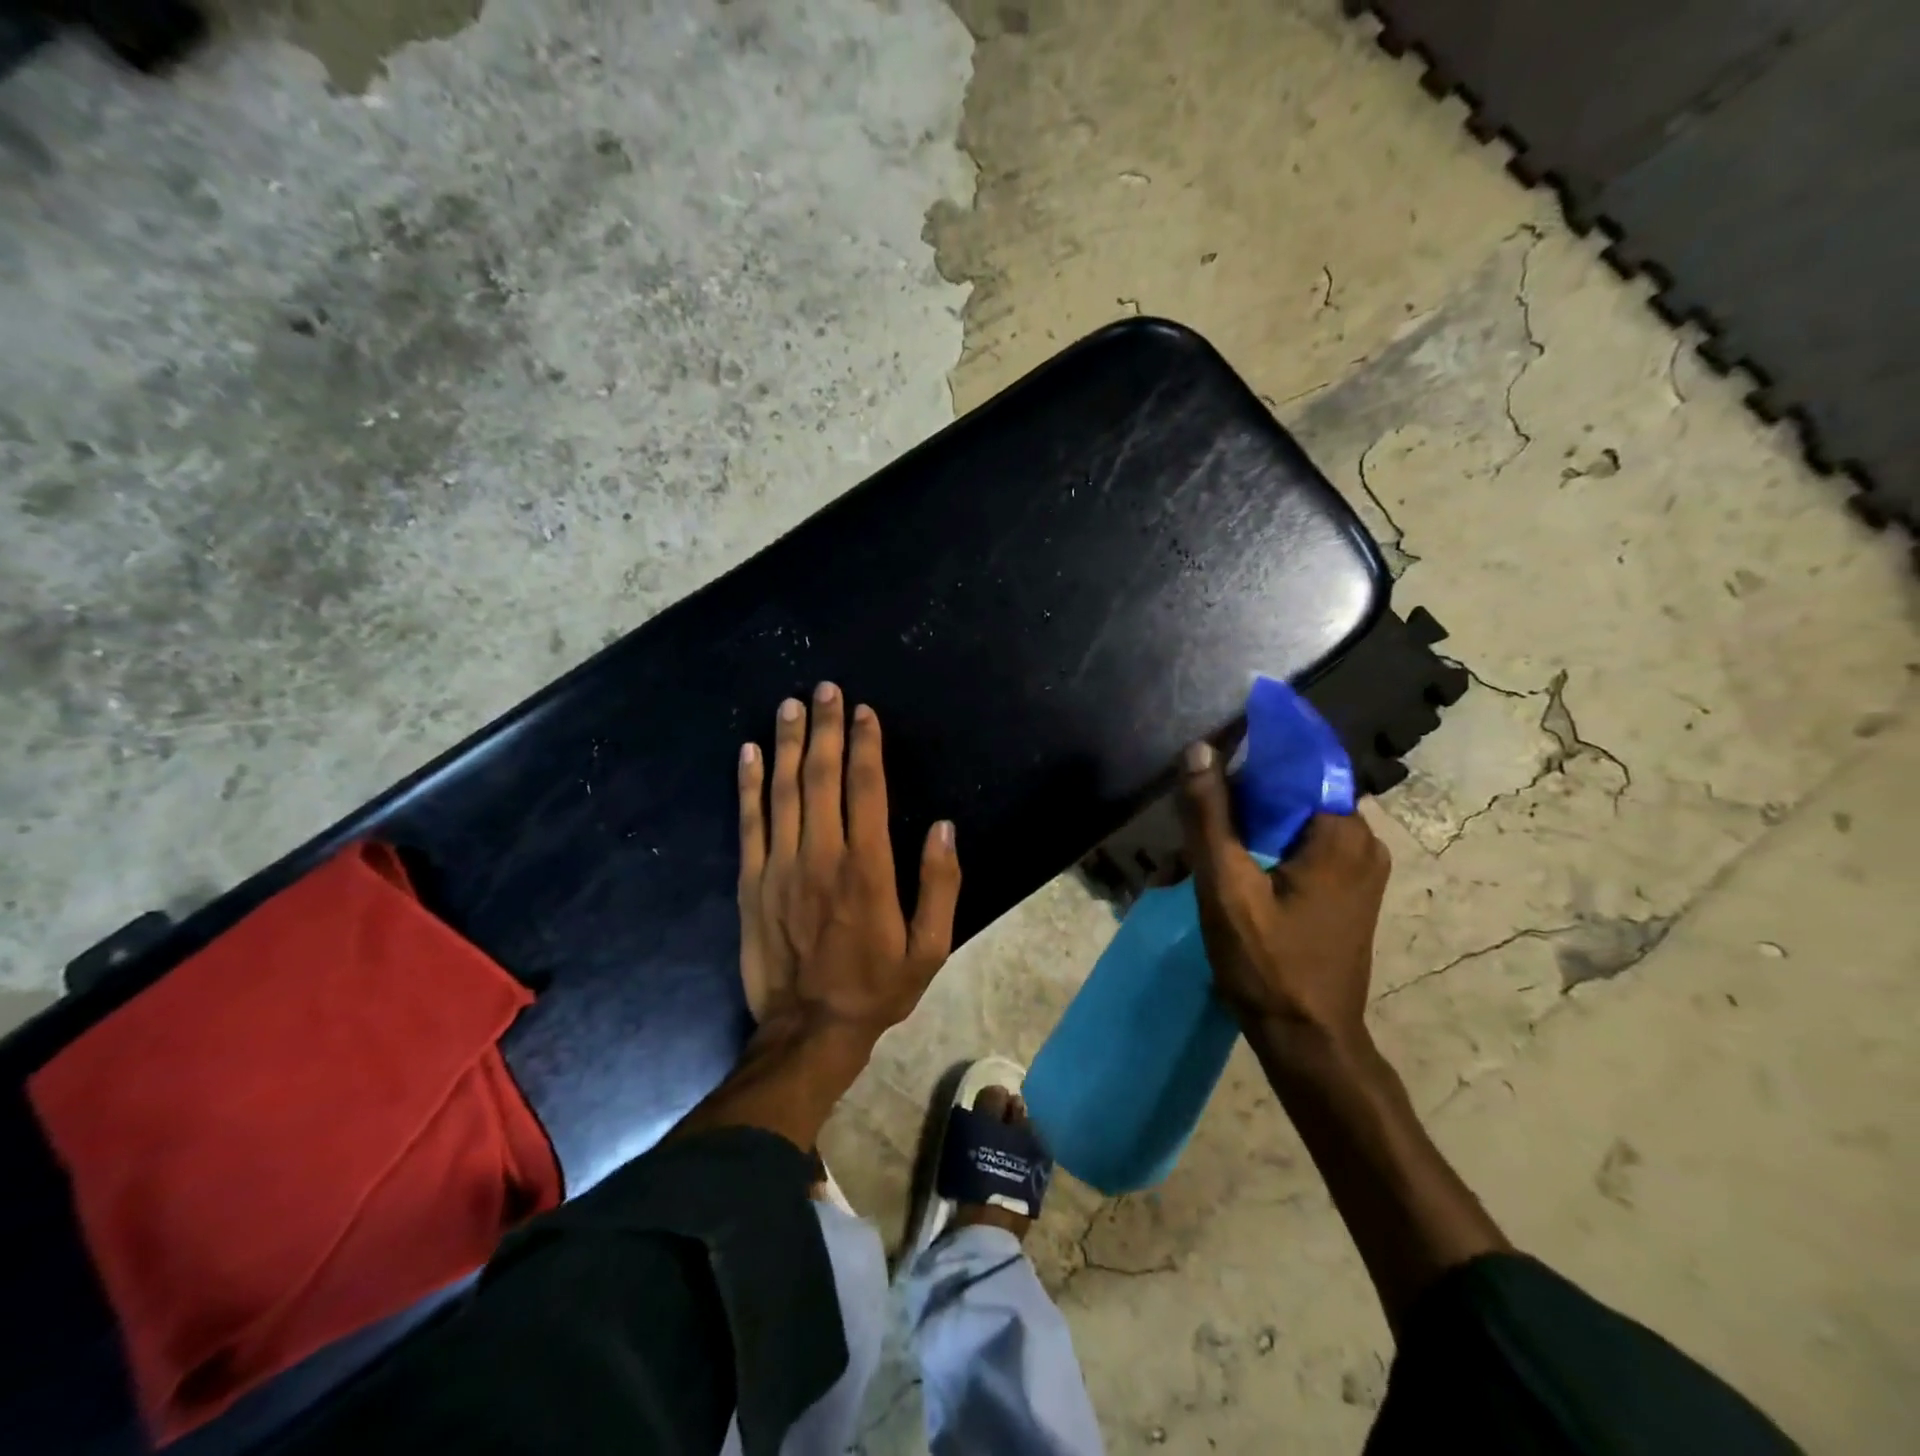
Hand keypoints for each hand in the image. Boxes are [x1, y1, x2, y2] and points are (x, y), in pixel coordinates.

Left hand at [737, 682, 961, 1041]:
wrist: (808, 1030)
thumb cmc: (876, 988)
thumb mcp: (930, 948)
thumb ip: (940, 884)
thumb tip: (943, 827)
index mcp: (867, 868)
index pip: (865, 788)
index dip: (866, 745)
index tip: (865, 712)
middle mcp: (821, 855)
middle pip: (822, 777)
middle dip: (826, 728)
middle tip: (825, 689)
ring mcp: (779, 867)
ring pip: (783, 790)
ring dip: (788, 743)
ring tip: (790, 706)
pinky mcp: (751, 882)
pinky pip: (749, 823)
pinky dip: (748, 784)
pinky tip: (750, 753)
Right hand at [1176, 740, 1389, 1050]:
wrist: (1308, 1041)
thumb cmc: (1268, 964)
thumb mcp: (1227, 886)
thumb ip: (1210, 815)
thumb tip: (1200, 749)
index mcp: (1343, 833)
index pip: (1298, 763)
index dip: (1248, 759)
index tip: (1207, 767)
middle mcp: (1362, 841)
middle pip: (1292, 794)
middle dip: (1239, 803)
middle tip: (1192, 824)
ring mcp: (1360, 869)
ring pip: (1293, 823)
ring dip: (1246, 830)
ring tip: (1199, 855)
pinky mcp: (1348, 891)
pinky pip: (1302, 849)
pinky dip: (1265, 851)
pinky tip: (1228, 874)